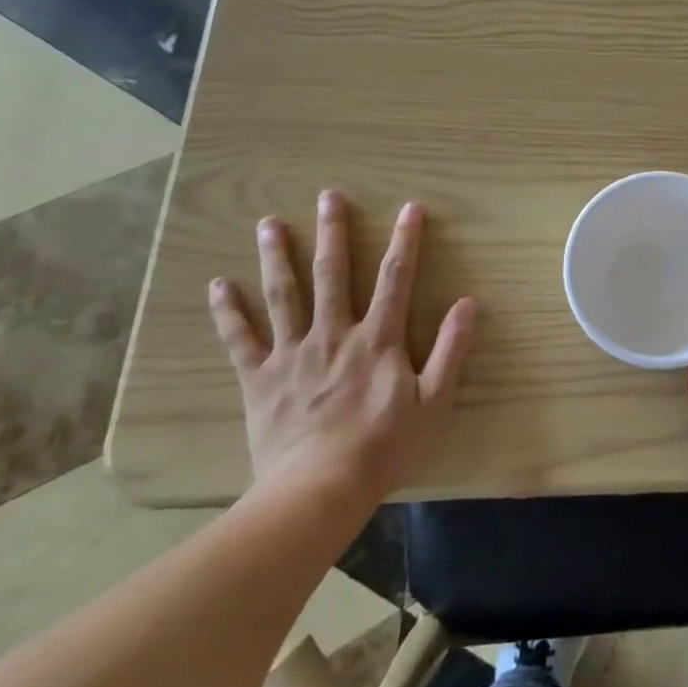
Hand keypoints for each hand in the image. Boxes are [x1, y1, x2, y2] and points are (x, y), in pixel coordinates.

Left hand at [210, 192, 474, 506]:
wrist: (319, 490)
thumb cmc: (385, 447)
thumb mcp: (435, 401)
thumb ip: (451, 349)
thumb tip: (468, 303)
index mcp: (378, 339)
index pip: (395, 278)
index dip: (405, 241)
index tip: (410, 208)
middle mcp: (334, 334)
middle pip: (333, 274)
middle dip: (334, 232)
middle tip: (329, 196)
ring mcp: (293, 354)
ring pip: (284, 295)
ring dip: (277, 257)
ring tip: (269, 223)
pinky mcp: (260, 379)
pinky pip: (241, 340)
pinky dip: (229, 312)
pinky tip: (219, 285)